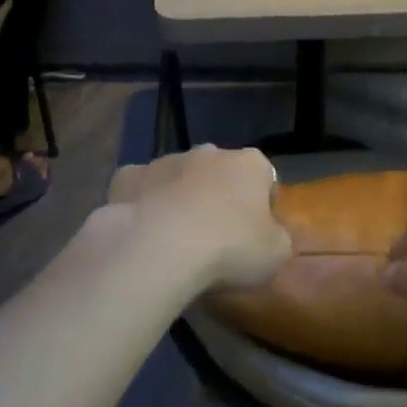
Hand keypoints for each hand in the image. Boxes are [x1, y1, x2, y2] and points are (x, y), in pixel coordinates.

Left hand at [107, 145, 291, 291]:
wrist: (158, 248)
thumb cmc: (229, 248)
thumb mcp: (276, 254)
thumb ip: (278, 237)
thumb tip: (270, 234)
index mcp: (250, 164)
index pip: (264, 177)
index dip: (262, 206)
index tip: (255, 235)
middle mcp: (209, 152)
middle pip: (220, 173)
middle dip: (219, 196)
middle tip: (215, 237)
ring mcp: (165, 160)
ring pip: (179, 177)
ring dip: (181, 198)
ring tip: (177, 239)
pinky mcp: (128, 176)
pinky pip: (142, 188)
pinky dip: (144, 204)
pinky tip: (143, 232)